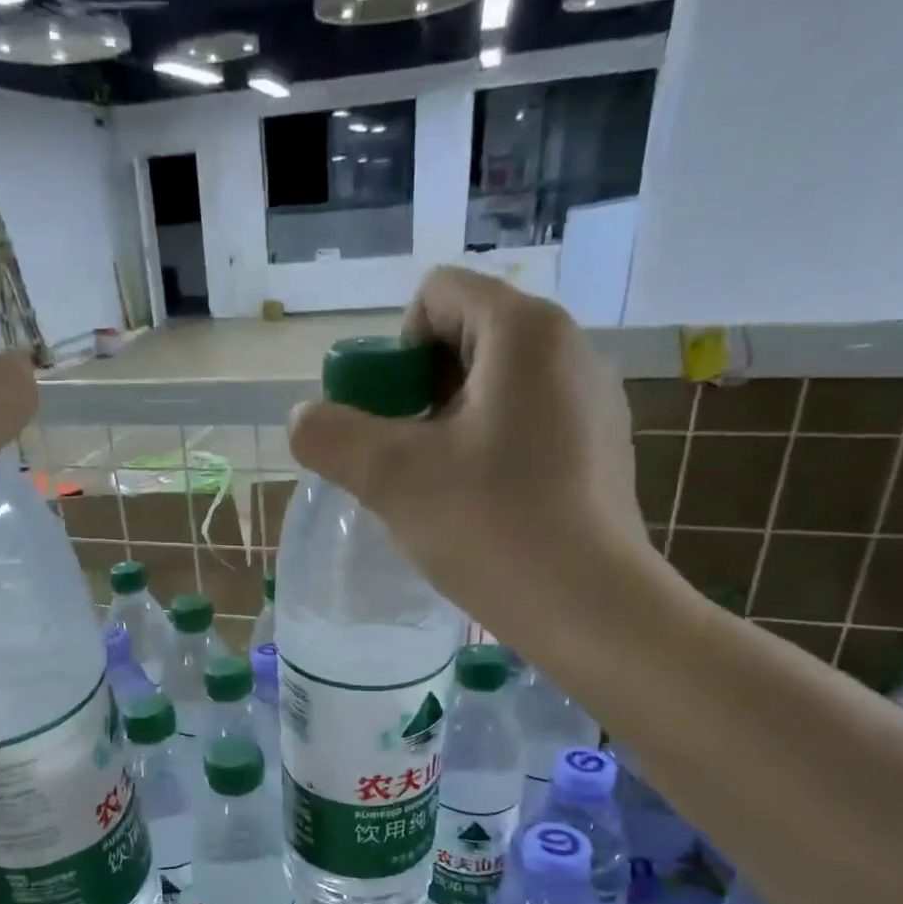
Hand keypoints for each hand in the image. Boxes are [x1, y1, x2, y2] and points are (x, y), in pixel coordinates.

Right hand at [288, 267, 659, 643]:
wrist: (589, 607)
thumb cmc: (491, 526)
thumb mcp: (391, 477)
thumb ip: (331, 436)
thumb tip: (304, 419)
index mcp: (525, 331)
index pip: (437, 296)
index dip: (395, 352)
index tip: (390, 421)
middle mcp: (570, 349)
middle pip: (465, 341)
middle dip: (417, 396)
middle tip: (403, 463)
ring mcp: (592, 402)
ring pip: (494, 390)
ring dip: (448, 429)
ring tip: (438, 492)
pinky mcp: (599, 451)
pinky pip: (525, 427)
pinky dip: (489, 453)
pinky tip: (482, 510)